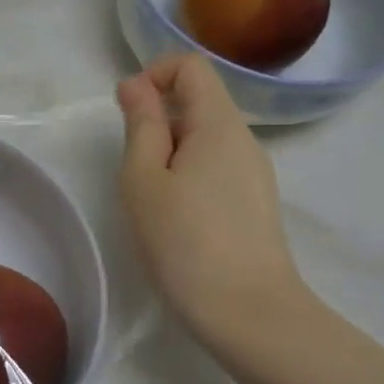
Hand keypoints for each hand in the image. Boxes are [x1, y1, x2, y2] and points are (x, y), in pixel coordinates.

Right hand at [117, 54, 309, 366]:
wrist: (249, 316)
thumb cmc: (185, 241)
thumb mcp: (144, 178)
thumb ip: (141, 124)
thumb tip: (136, 85)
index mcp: (219, 124)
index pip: (191, 66)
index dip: (153, 76)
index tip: (128, 115)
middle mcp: (244, 140)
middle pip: (198, 101)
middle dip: (157, 121)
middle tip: (133, 169)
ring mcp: (254, 173)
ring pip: (204, 138)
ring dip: (168, 152)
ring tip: (152, 199)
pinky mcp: (254, 203)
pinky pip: (215, 167)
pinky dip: (187, 175)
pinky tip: (176, 219)